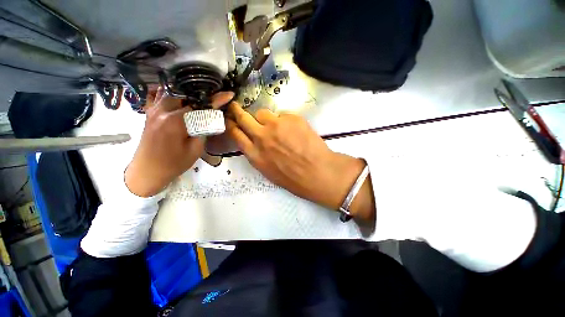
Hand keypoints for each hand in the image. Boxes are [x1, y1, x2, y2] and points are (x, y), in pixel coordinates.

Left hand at [125, 89, 233, 196]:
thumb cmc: (173, 164)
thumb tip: (210, 119)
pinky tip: (176, 97)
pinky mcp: (148, 114)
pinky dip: (168, 93)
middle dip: (201, 93)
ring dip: (185, 92)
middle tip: (212, 97)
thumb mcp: (195, 150)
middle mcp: (162, 111)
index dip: (216, 100)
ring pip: (170, 91)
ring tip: (197, 96)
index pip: (199, 105)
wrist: (147, 172)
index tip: (228, 94)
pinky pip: (156, 96)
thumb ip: (203, 131)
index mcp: (175, 121)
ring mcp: (153, 110)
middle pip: (184, 93)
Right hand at [225, 102, 375, 222]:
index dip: (231, 125)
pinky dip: (285, 121)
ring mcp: (276, 125)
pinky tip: (295, 131)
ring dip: (266, 118)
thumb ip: (259, 155)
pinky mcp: (291, 118)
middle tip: (236, 106)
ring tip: (278, 127)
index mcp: (255, 155)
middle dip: (237, 110)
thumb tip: (257, 142)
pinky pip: (282, 115)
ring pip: (263, 113)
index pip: (236, 134)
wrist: (318, 172)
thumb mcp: (269, 171)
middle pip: (244, 118)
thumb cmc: (294, 178)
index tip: (229, 119)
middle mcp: (262, 137)